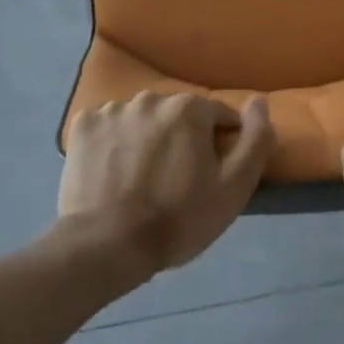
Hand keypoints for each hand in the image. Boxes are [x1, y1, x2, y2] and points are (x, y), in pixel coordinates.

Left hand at [58, 92, 274, 278]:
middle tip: (175, 182)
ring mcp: (112, 109)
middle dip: (182, 140)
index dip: (220, 146)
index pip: (219, 117)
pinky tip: (113, 172)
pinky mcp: (83, 126)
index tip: (211, 177)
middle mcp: (151, 98)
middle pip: (178, 116)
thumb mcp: (234, 187)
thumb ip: (256, 139)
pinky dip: (114, 143)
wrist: (106, 245)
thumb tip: (259, 102)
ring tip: (141, 179)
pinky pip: (109, 127)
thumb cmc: (178, 218)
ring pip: (142, 120)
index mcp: (189, 108)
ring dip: (147, 139)